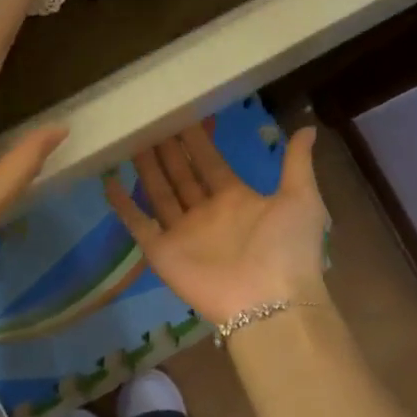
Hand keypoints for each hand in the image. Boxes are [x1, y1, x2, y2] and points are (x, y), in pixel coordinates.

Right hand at [105, 124, 329, 325]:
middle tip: (150, 121)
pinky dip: (123, 206)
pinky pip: (138, 224)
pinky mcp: (162, 252)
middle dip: (167, 150)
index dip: (196, 141)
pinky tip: (109, 182)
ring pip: (159, 193)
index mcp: (236, 199)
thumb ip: (296, 164)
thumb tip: (307, 128)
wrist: (270, 301)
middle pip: (181, 175)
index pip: (210, 163)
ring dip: (146, 169)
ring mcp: (182, 233)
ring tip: (130, 141)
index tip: (182, 115)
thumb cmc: (286, 248)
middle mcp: (206, 213)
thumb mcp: (301, 198)